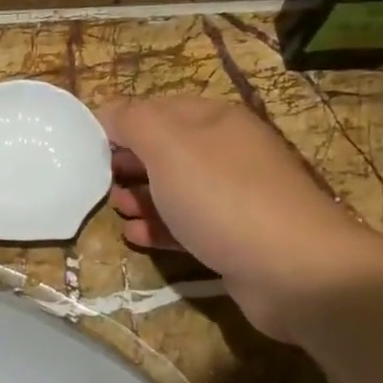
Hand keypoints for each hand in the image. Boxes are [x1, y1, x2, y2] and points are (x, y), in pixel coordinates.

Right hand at [98, 98, 382, 336]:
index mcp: (214, 120)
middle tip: (99, 183)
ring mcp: (234, 196)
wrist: (295, 271)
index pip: (154, 110)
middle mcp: (227, 151)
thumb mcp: (168, 145)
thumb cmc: (223, 196)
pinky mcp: (235, 237)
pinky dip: (160, 227)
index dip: (119, 125)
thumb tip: (107, 113)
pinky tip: (136, 237)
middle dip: (128, 164)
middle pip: (164, 150)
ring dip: (141, 198)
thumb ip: (132, 121)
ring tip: (116, 211)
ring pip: (174, 190)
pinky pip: (188, 225)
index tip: (87, 150)